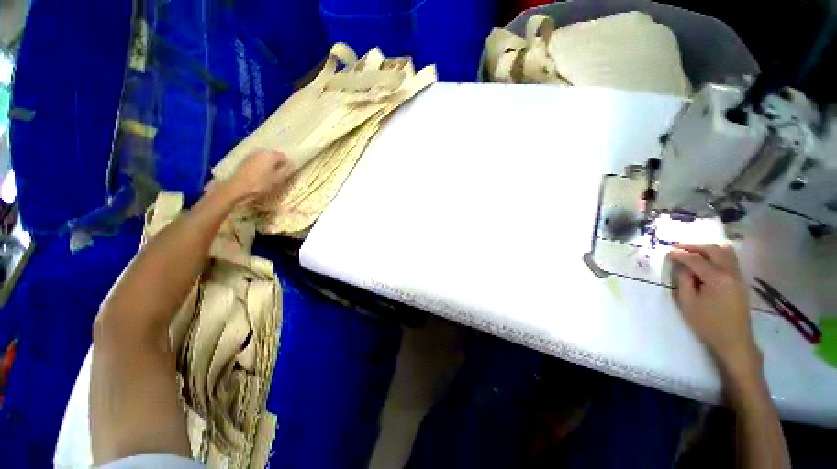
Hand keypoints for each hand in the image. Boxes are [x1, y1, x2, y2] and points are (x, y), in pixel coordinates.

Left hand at [223, 150, 292, 202]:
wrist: (238, 188)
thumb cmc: (261, 184)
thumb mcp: (278, 179)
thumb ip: (285, 170)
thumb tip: (291, 165)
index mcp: (271, 155)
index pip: (283, 156)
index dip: (287, 164)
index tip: (288, 172)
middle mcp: (261, 151)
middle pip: (273, 155)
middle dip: (277, 162)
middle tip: (279, 173)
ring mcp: (251, 155)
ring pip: (264, 157)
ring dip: (268, 164)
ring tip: (270, 174)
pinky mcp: (244, 160)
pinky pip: (257, 160)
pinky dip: (260, 165)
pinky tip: (260, 173)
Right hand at [667, 244, 761, 375]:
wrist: (734, 340)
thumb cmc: (707, 323)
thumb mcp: (688, 303)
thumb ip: (683, 280)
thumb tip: (681, 266)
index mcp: (716, 278)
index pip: (695, 259)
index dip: (679, 254)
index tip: (667, 252)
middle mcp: (730, 272)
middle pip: (713, 249)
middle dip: (694, 246)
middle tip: (678, 247)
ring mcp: (738, 276)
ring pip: (725, 252)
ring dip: (707, 249)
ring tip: (692, 252)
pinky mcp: (740, 281)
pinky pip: (730, 260)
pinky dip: (716, 255)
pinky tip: (706, 262)